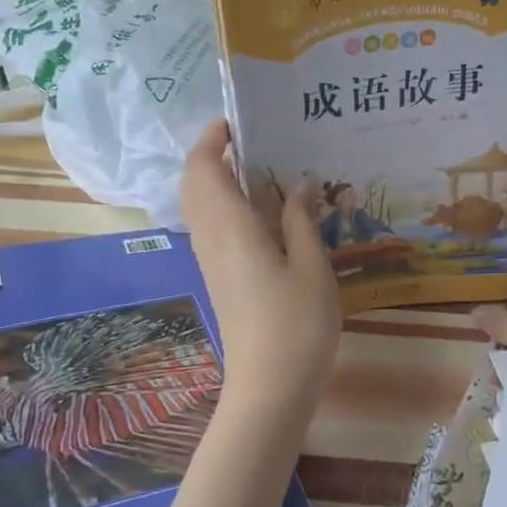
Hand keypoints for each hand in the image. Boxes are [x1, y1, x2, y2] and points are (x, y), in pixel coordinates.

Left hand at [180, 120, 339, 423]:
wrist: (270, 386)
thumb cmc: (297, 325)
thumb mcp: (312, 268)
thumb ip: (300, 221)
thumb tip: (296, 184)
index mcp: (231, 228)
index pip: (204, 169)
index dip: (213, 139)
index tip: (238, 120)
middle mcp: (211, 239)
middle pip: (194, 183)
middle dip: (213, 154)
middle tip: (253, 140)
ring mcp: (211, 261)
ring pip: (200, 206)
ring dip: (219, 179)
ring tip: (262, 167)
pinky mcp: (219, 278)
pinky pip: (212, 226)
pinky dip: (226, 205)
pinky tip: (264, 211)